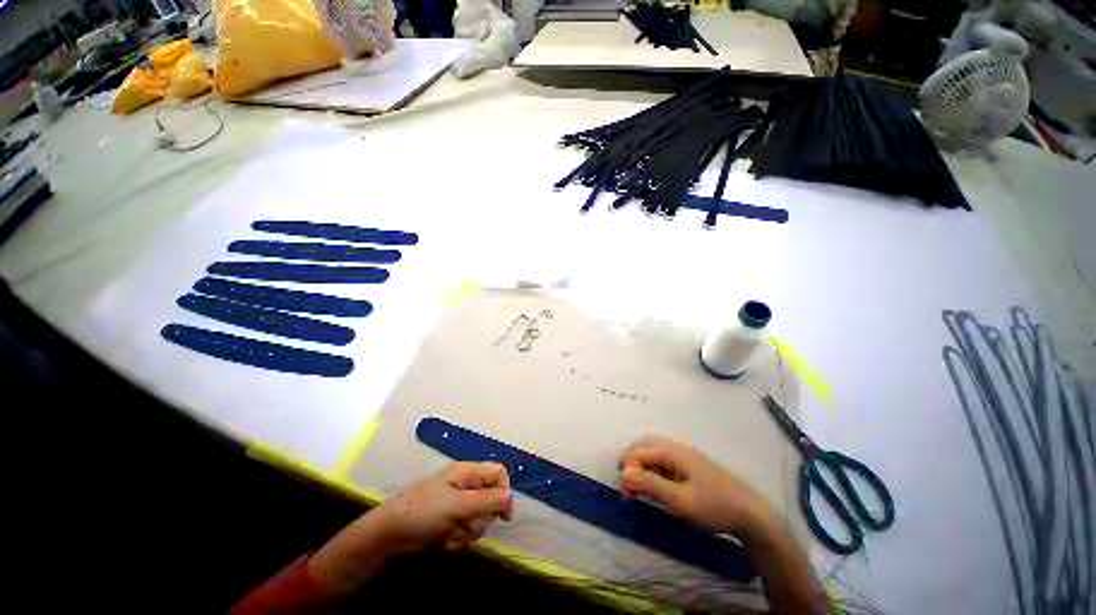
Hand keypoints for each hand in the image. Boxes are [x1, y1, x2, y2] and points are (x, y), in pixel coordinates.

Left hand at [309, 462, 512, 593]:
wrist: (387, 534)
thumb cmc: (423, 512)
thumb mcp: (457, 506)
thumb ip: (486, 501)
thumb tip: (511, 497)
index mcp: (467, 472)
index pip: (498, 473)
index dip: (504, 492)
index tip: (504, 517)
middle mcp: (465, 484)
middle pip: (490, 499)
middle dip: (480, 518)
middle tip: (464, 525)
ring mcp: (457, 502)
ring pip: (479, 518)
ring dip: (467, 531)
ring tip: (449, 535)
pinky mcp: (449, 519)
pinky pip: (465, 529)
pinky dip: (457, 538)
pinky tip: (443, 541)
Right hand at [619, 436, 775, 538]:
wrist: (752, 515)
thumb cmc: (714, 506)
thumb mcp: (679, 500)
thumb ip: (649, 484)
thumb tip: (623, 474)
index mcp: (672, 451)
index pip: (638, 452)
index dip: (628, 469)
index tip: (626, 493)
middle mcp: (676, 448)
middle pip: (644, 448)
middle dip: (632, 466)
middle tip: (628, 491)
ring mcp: (684, 456)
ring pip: (653, 455)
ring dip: (642, 470)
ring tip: (638, 492)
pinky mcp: (690, 467)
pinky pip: (664, 463)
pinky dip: (653, 473)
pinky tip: (655, 488)